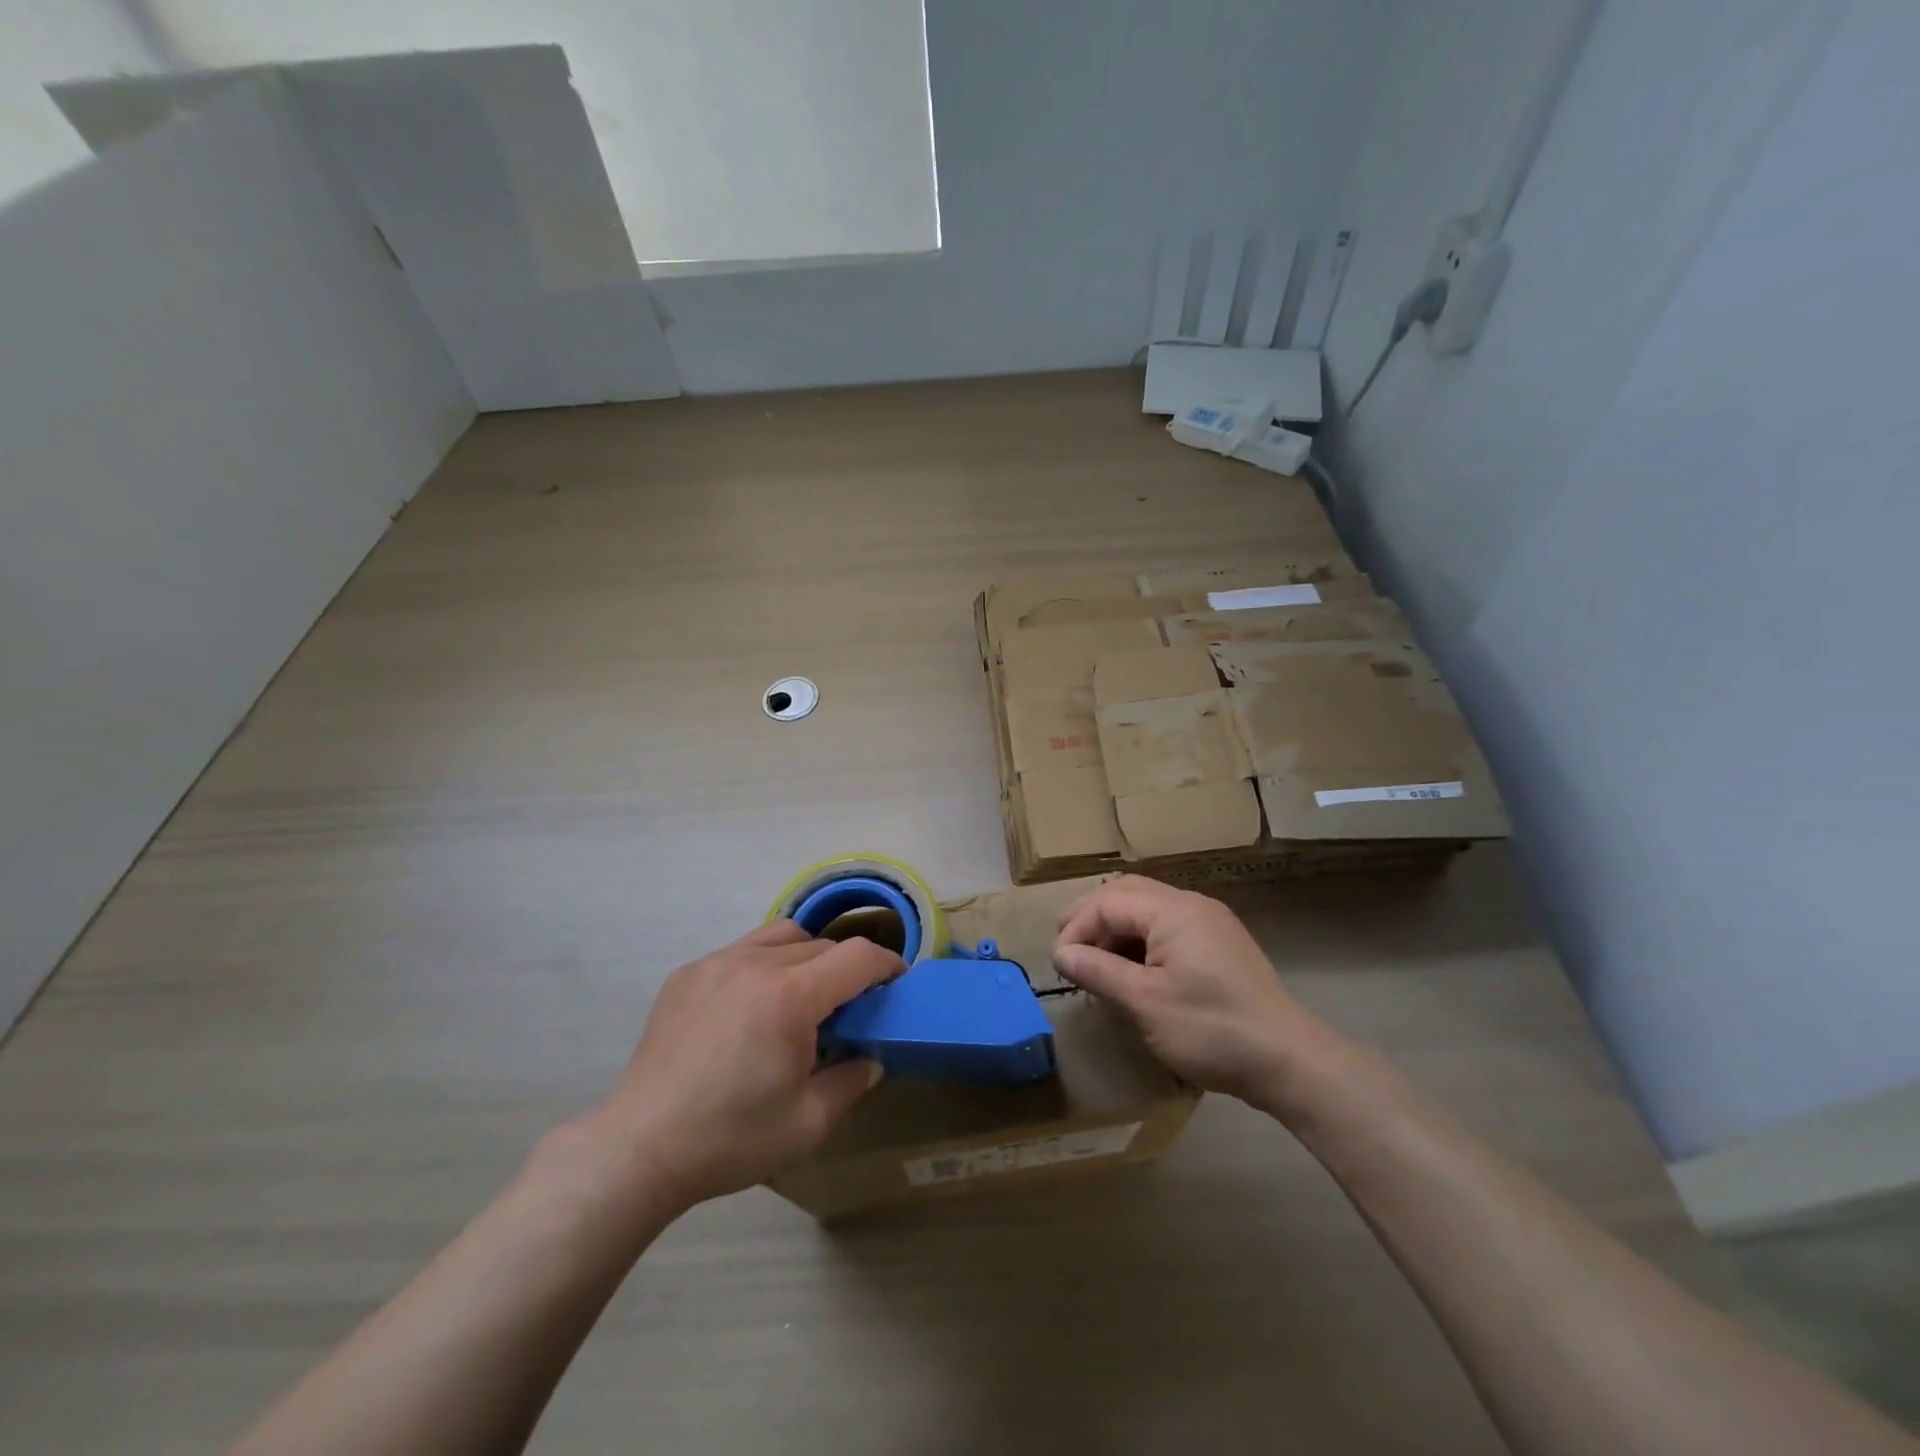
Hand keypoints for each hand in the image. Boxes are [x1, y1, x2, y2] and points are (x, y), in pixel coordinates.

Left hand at [582, 921, 902, 1210]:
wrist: (640, 1149)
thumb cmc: (731, 1139)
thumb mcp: (808, 1122)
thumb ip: (852, 1081)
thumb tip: (870, 1058)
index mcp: (791, 997)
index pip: (858, 956)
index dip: (887, 965)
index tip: (896, 983)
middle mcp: (755, 963)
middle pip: (822, 945)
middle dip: (846, 969)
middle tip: (848, 1008)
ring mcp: (717, 963)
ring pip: (782, 936)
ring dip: (806, 956)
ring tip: (801, 996)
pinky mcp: (688, 973)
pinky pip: (742, 950)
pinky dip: (764, 964)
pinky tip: (752, 1007)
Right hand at [1052, 876, 1342, 1112]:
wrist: (1289, 1061)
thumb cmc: (1211, 1029)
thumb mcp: (1145, 1003)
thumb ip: (1099, 972)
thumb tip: (1061, 954)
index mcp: (1173, 910)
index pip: (1108, 902)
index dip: (1076, 928)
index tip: (1059, 965)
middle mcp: (1192, 904)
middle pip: (1127, 893)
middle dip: (1092, 916)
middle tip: (1068, 949)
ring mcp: (1210, 922)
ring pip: (1148, 908)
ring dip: (1116, 928)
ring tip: (1095, 961)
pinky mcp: (1220, 944)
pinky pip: (1168, 926)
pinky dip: (1140, 940)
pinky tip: (1131, 970)